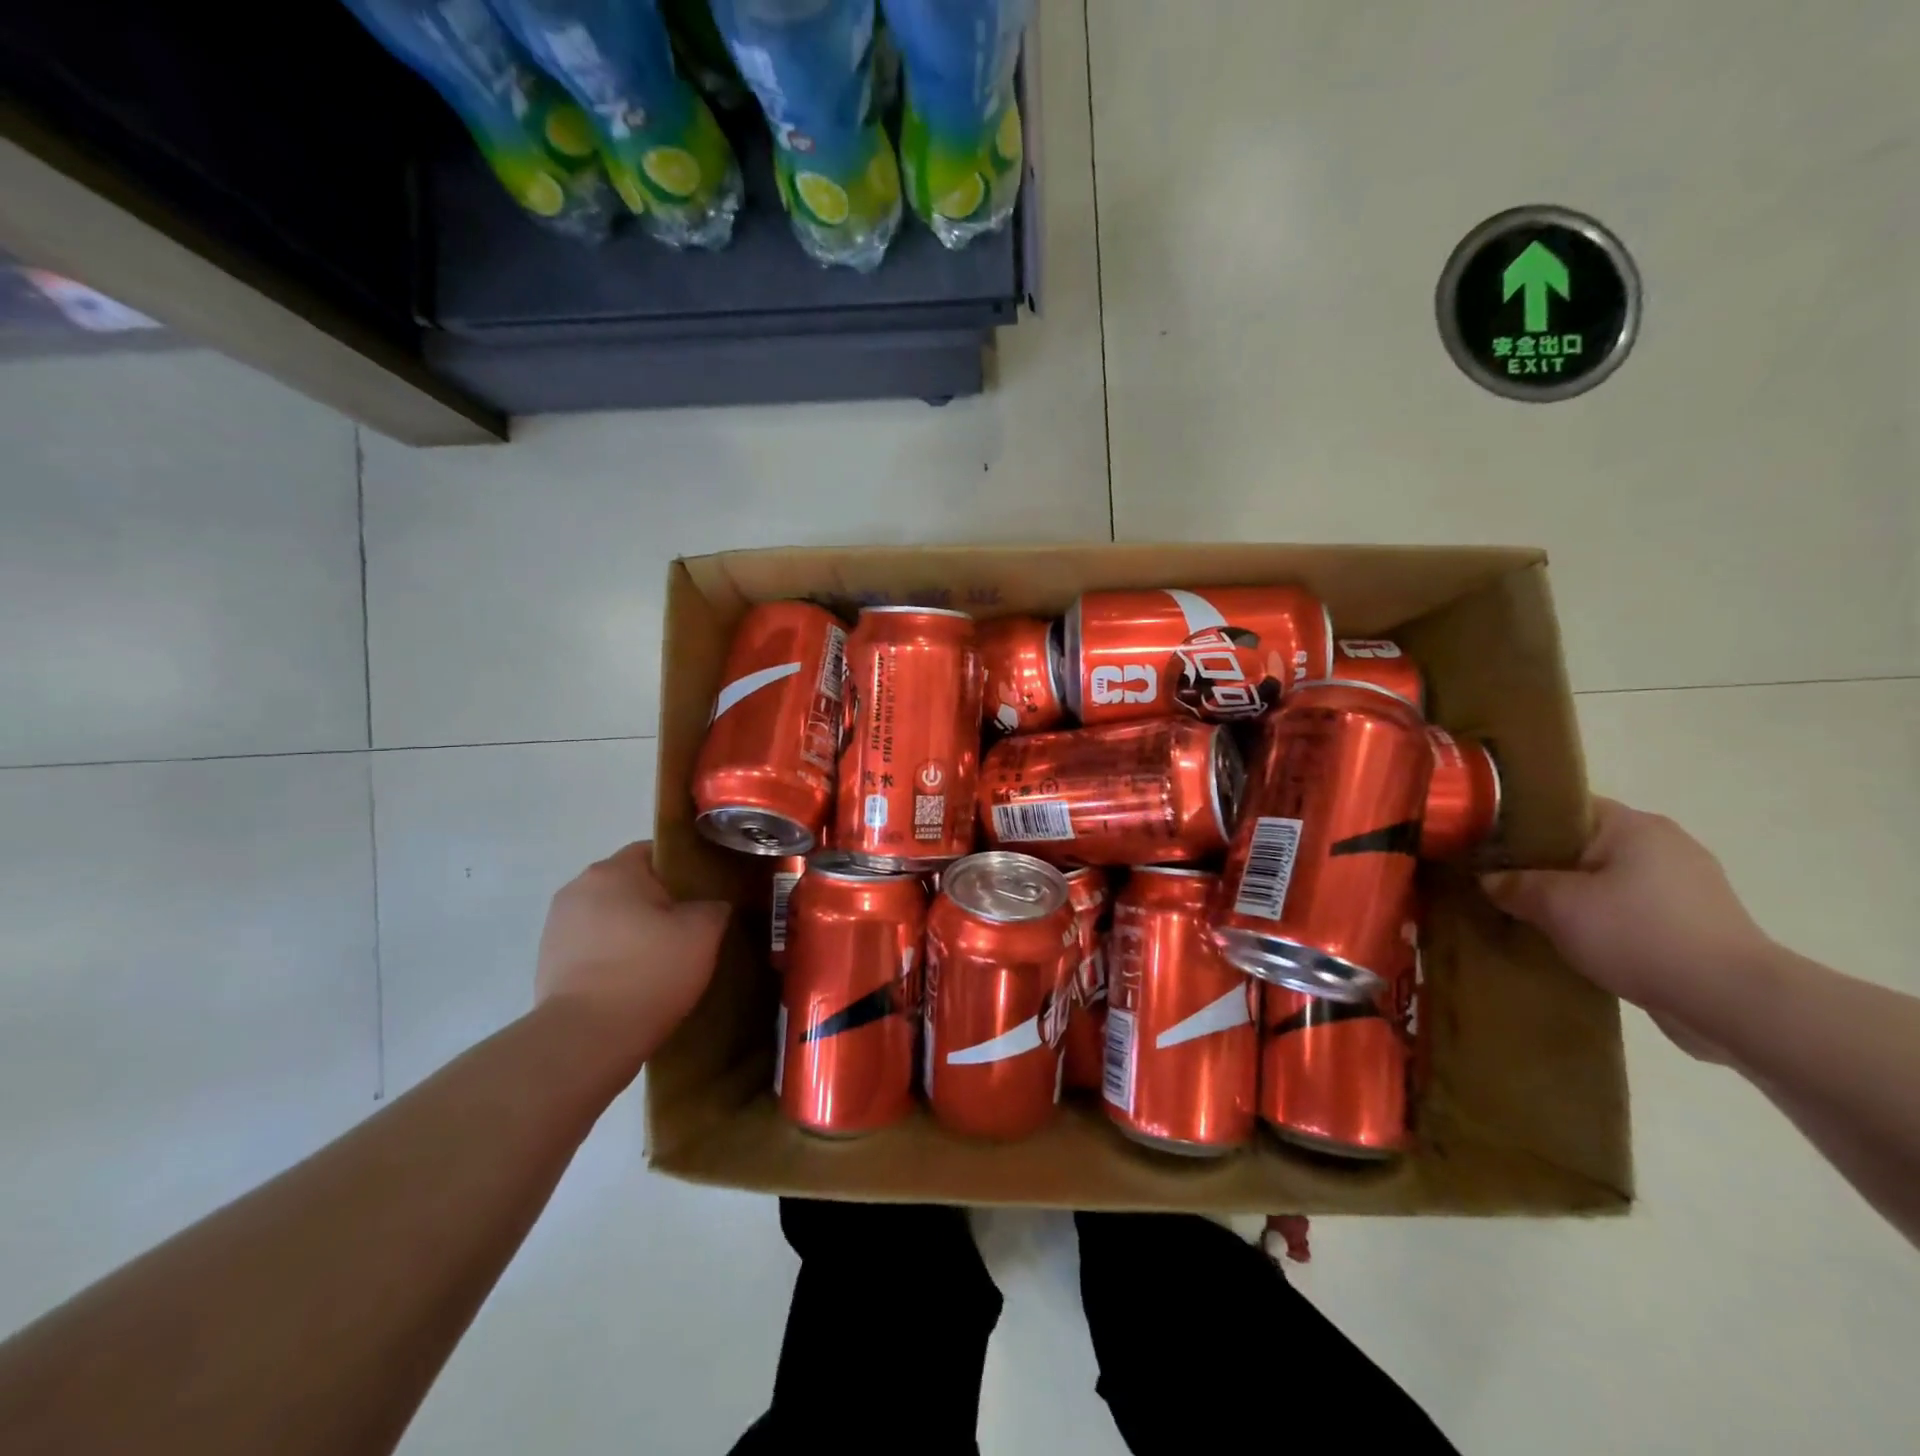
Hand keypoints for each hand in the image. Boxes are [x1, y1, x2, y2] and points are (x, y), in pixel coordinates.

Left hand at [535, 841, 729, 1061]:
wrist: (586, 1039)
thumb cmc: (648, 971)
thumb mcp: (703, 933)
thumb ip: (714, 906)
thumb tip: (712, 905)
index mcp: (613, 870)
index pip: (655, 852)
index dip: (684, 870)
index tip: (704, 896)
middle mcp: (578, 888)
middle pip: (630, 885)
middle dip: (657, 903)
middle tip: (689, 931)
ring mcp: (556, 926)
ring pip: (610, 917)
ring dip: (633, 931)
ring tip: (661, 962)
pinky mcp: (547, 963)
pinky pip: (592, 947)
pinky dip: (612, 957)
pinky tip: (634, 983)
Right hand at [1480, 799, 1772, 1057]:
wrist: (1733, 1002)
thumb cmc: (1639, 934)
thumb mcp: (1556, 906)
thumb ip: (1513, 885)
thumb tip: (1488, 879)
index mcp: (1634, 826)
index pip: (1563, 808)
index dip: (1519, 823)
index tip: (1485, 846)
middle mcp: (1665, 845)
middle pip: (1584, 844)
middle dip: (1543, 864)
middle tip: (1499, 883)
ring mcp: (1687, 886)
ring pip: (1607, 880)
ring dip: (1573, 896)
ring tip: (1532, 916)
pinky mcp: (1696, 924)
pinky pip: (1631, 910)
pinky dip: (1602, 920)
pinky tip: (1576, 941)